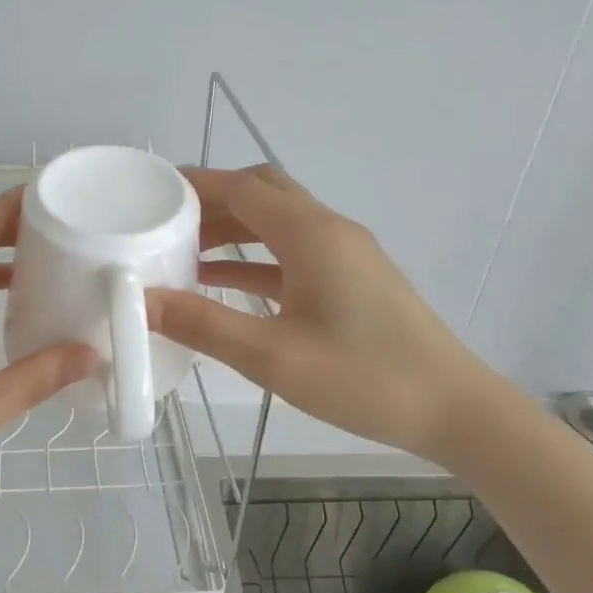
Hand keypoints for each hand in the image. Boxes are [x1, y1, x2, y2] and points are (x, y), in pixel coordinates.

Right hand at [148, 166, 504, 461]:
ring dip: (232, 230)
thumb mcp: (273, 356)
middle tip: (164, 223)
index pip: (244, 187)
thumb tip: (140, 301)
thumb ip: (203, 325)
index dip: (195, 184)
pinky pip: (292, 254)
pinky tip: (223, 285)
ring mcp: (345, 255)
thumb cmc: (364, 378)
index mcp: (311, 235)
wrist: (452, 408)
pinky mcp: (352, 280)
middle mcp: (329, 230)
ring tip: (181, 253)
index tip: (150, 193)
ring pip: (278, 223)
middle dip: (212, 202)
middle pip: (263, 194)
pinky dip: (254, 260)